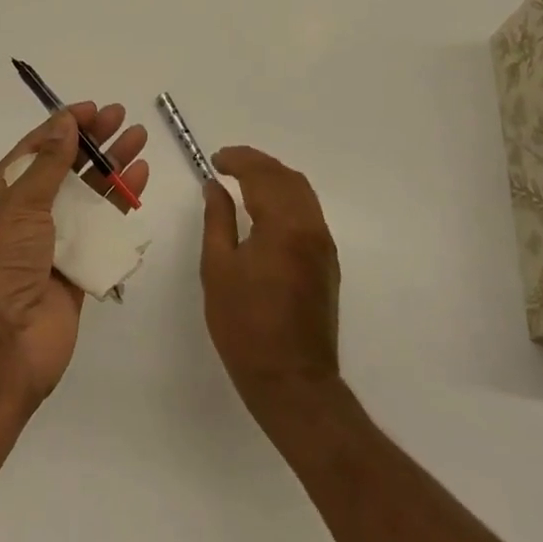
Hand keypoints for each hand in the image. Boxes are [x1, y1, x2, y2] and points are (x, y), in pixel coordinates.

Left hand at [0, 103, 149, 405]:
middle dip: (94, 142)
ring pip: (87, 198)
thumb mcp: (17, 207)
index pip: (35, 150)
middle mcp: (25, 217)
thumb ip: (47, 165)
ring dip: (112, 170)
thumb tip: (64, 121)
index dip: (63, 126)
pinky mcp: (77, 272)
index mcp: (0, 197)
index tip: (94, 109)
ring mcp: (52, 245)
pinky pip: (101, 234)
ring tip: (140, 142)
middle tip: (124, 119)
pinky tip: (139, 186)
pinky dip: (119, 210)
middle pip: (65, 169)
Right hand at [201, 147, 341, 418]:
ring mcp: (323, 245)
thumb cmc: (246, 326)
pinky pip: (308, 211)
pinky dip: (286, 197)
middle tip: (227, 164)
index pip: (262, 174)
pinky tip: (265, 208)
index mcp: (284, 225)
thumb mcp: (218, 269)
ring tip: (244, 180)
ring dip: (273, 178)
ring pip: (302, 192)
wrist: (293, 381)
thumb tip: (214, 187)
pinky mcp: (327, 262)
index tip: (215, 160)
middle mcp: (311, 227)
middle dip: (257, 163)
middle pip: (287, 177)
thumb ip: (217, 220)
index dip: (238, 160)